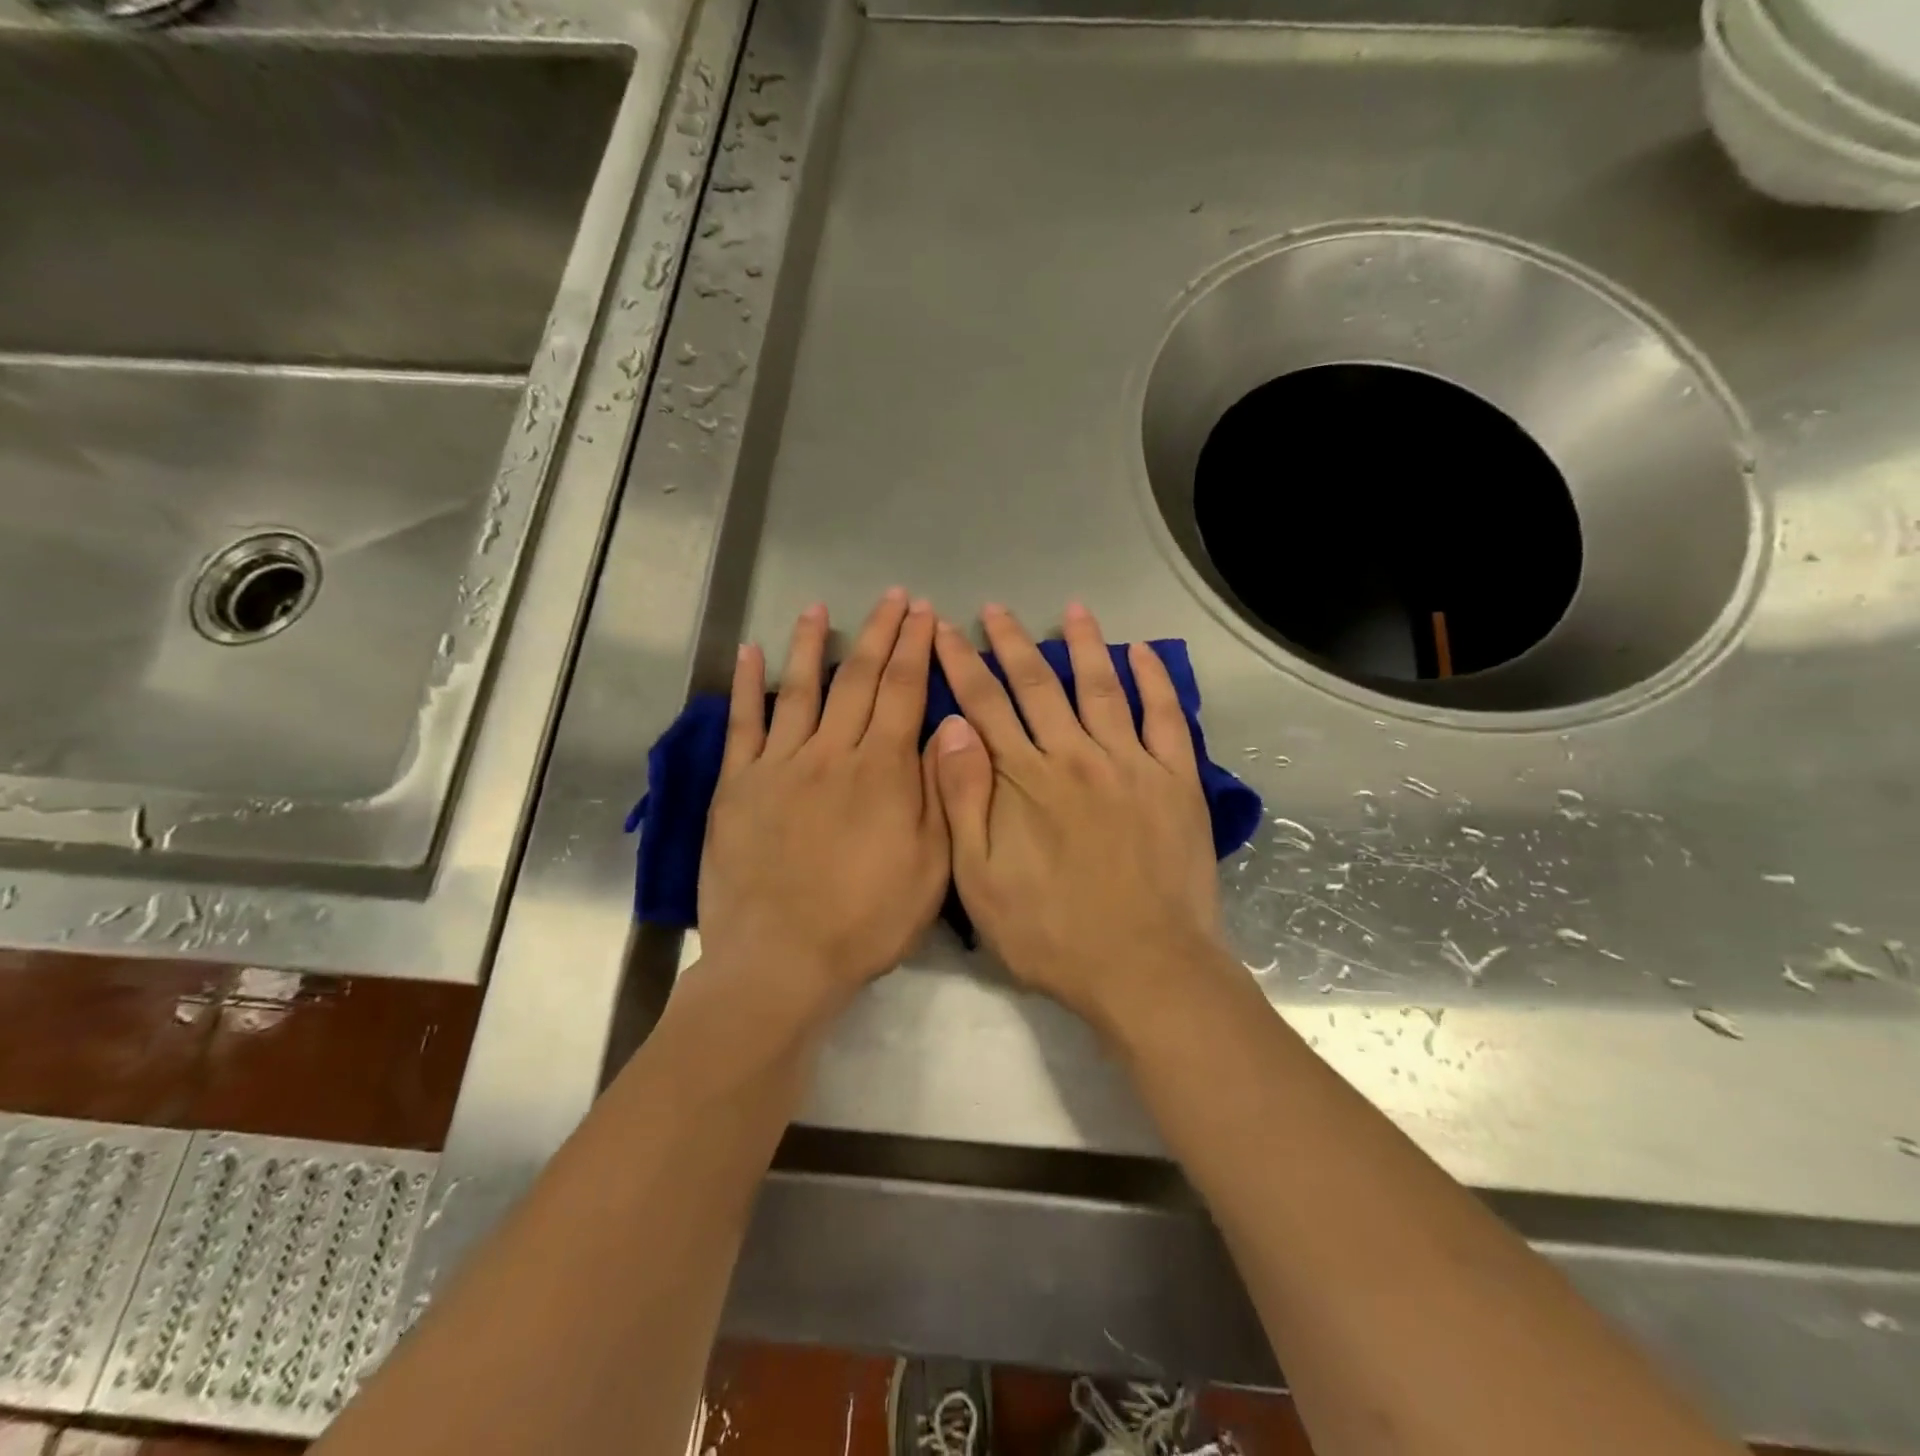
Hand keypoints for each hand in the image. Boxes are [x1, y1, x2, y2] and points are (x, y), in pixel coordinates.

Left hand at [699, 590, 948, 1015]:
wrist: (781, 961)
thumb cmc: (867, 920)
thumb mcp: (931, 865)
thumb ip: (940, 791)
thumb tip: (949, 727)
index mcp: (883, 771)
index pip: (904, 691)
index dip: (916, 647)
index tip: (926, 613)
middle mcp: (831, 753)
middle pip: (858, 678)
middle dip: (879, 632)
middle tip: (893, 597)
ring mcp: (779, 765)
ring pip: (800, 690)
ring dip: (811, 644)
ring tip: (819, 607)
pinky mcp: (738, 786)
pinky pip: (742, 725)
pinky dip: (747, 686)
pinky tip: (751, 652)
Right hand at [930, 602, 1227, 1028]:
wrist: (1143, 967)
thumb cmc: (1051, 933)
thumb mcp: (979, 881)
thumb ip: (962, 801)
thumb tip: (950, 730)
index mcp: (1024, 779)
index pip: (983, 704)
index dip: (959, 663)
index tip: (942, 629)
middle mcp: (1075, 755)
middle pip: (1038, 684)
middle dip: (1011, 642)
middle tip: (995, 608)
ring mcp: (1130, 763)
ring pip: (1102, 687)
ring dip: (1084, 645)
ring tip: (1071, 610)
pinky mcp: (1175, 780)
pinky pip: (1167, 717)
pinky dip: (1155, 681)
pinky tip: (1143, 653)